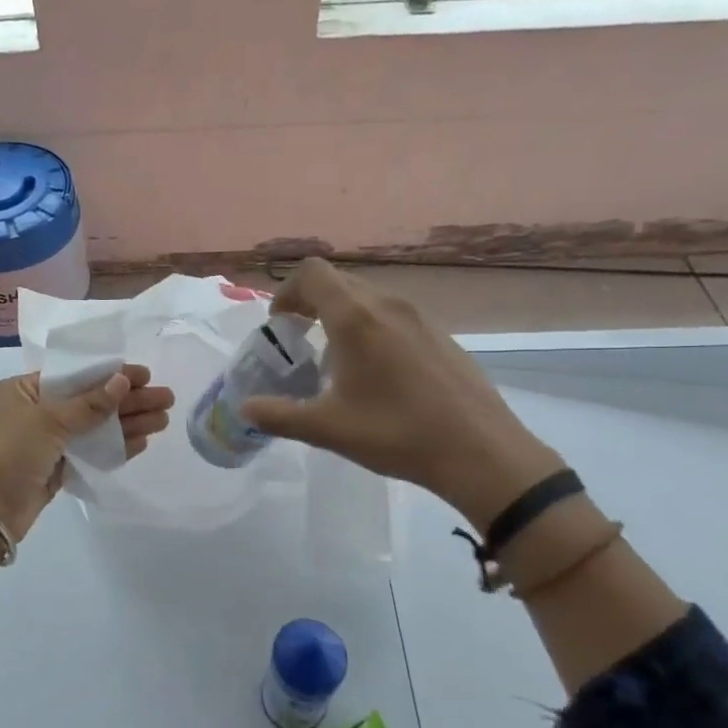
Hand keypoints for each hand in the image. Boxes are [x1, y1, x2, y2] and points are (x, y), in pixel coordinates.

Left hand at [0, 365, 174, 540]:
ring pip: (94, 427)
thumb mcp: (48, 420)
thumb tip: (122, 381)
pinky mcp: (56, 468)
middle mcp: (36, 411)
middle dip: (128, 400)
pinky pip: (90, 451)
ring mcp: (47, 442)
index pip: (76, 375)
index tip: (145, 376)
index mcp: (24, 389)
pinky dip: (115, 446)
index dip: (111, 374)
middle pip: (91, 400)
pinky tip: (142, 442)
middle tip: (166, 399)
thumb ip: (89, 403)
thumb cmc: (8, 452)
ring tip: (163, 421)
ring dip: (128, 423)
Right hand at [240, 259, 562, 529]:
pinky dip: (372, 328)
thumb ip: (279, 415)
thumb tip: (245, 409)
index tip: (280, 324)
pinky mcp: (441, 335)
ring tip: (336, 360)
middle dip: (310, 303)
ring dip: (342, 316)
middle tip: (299, 340)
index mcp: (356, 319)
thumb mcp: (328, 429)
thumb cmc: (397, 434)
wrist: (482, 453)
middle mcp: (387, 305)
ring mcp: (420, 317)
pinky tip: (379, 375)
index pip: (312, 274)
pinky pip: (394, 316)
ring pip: (368, 298)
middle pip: (338, 283)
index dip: (287, 291)